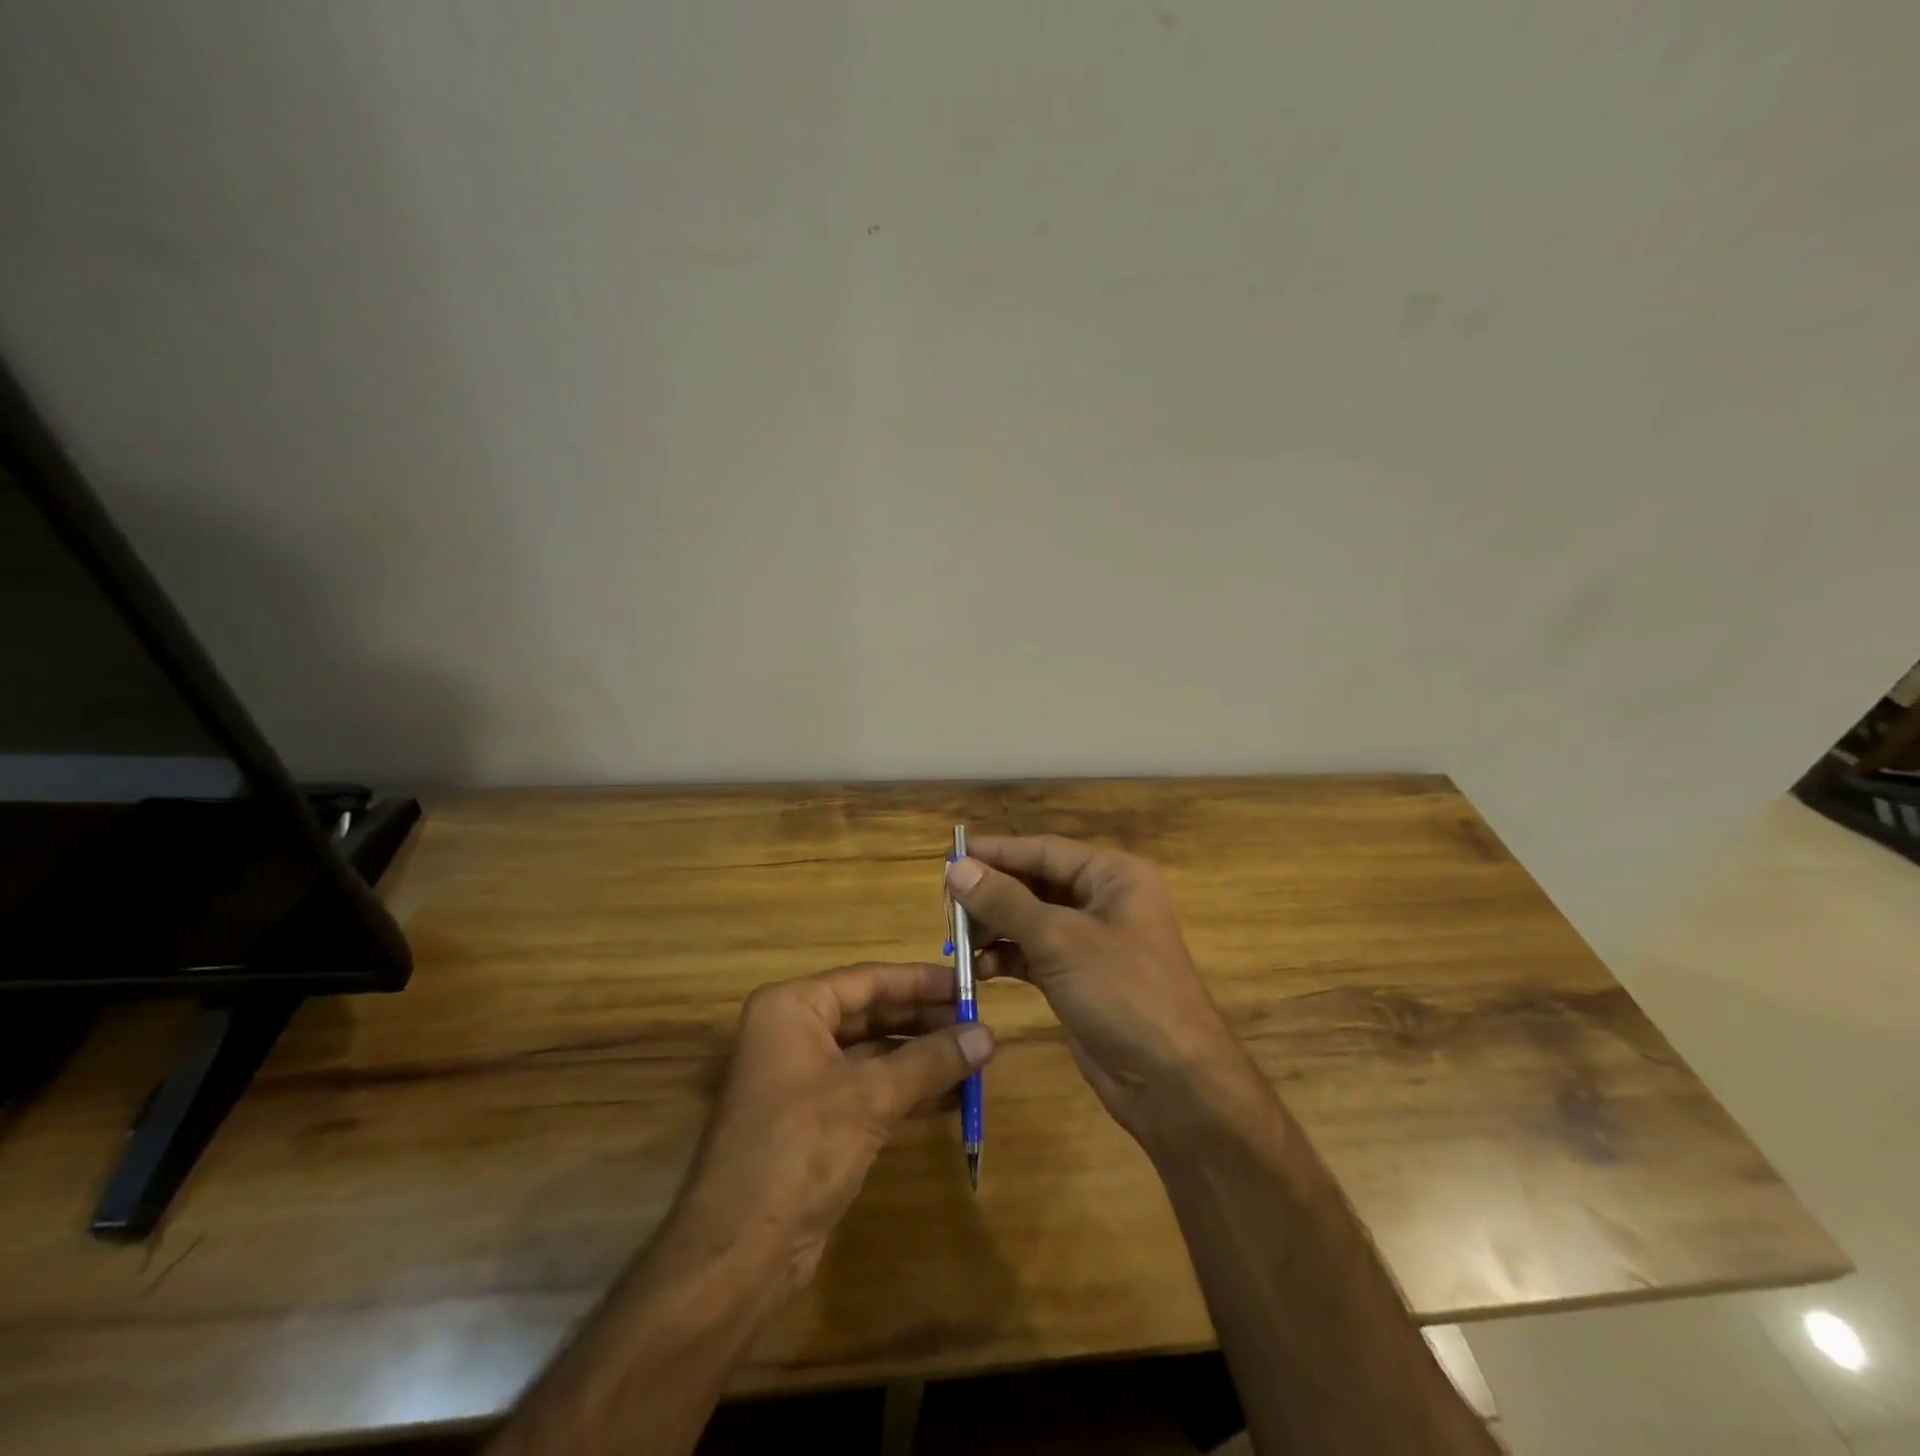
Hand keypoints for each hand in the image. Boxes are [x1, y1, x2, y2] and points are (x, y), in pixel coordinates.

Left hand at [664, 962, 994, 1295]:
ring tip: (975, 1057)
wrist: (739, 1254)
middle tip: (979, 1024)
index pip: (869, 980)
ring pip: (873, 1053)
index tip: (970, 984)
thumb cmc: (800, 1150)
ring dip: (921, 1057)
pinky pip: (868, 1088)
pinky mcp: (813, 1119)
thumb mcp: (871, 1097)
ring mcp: (801, 1078)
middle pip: (871, 1013)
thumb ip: (931, 1061)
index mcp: (793, 1008)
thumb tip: (989, 1034)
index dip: (922, 982)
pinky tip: (952, 1097)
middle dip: (925, 1021)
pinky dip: (906, 1089)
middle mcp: (793, 1032)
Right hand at [946, 836, 1255, 1145]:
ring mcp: (1092, 941)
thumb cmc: (1123, 992)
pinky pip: (1034, 954)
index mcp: (1113, 875)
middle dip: (992, 894)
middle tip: (946, 905)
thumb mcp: (1060, 940)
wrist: (1172, 1082)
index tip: (949, 857)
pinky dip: (1007, 957)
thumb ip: (1006, 902)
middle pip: (1036, 883)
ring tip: (958, 940)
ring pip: (1031, 920)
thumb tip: (956, 868)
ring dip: (995, 928)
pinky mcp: (1079, 977)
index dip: (996, 853)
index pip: (1044, 850)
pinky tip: (980, 970)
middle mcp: (1104, 899)